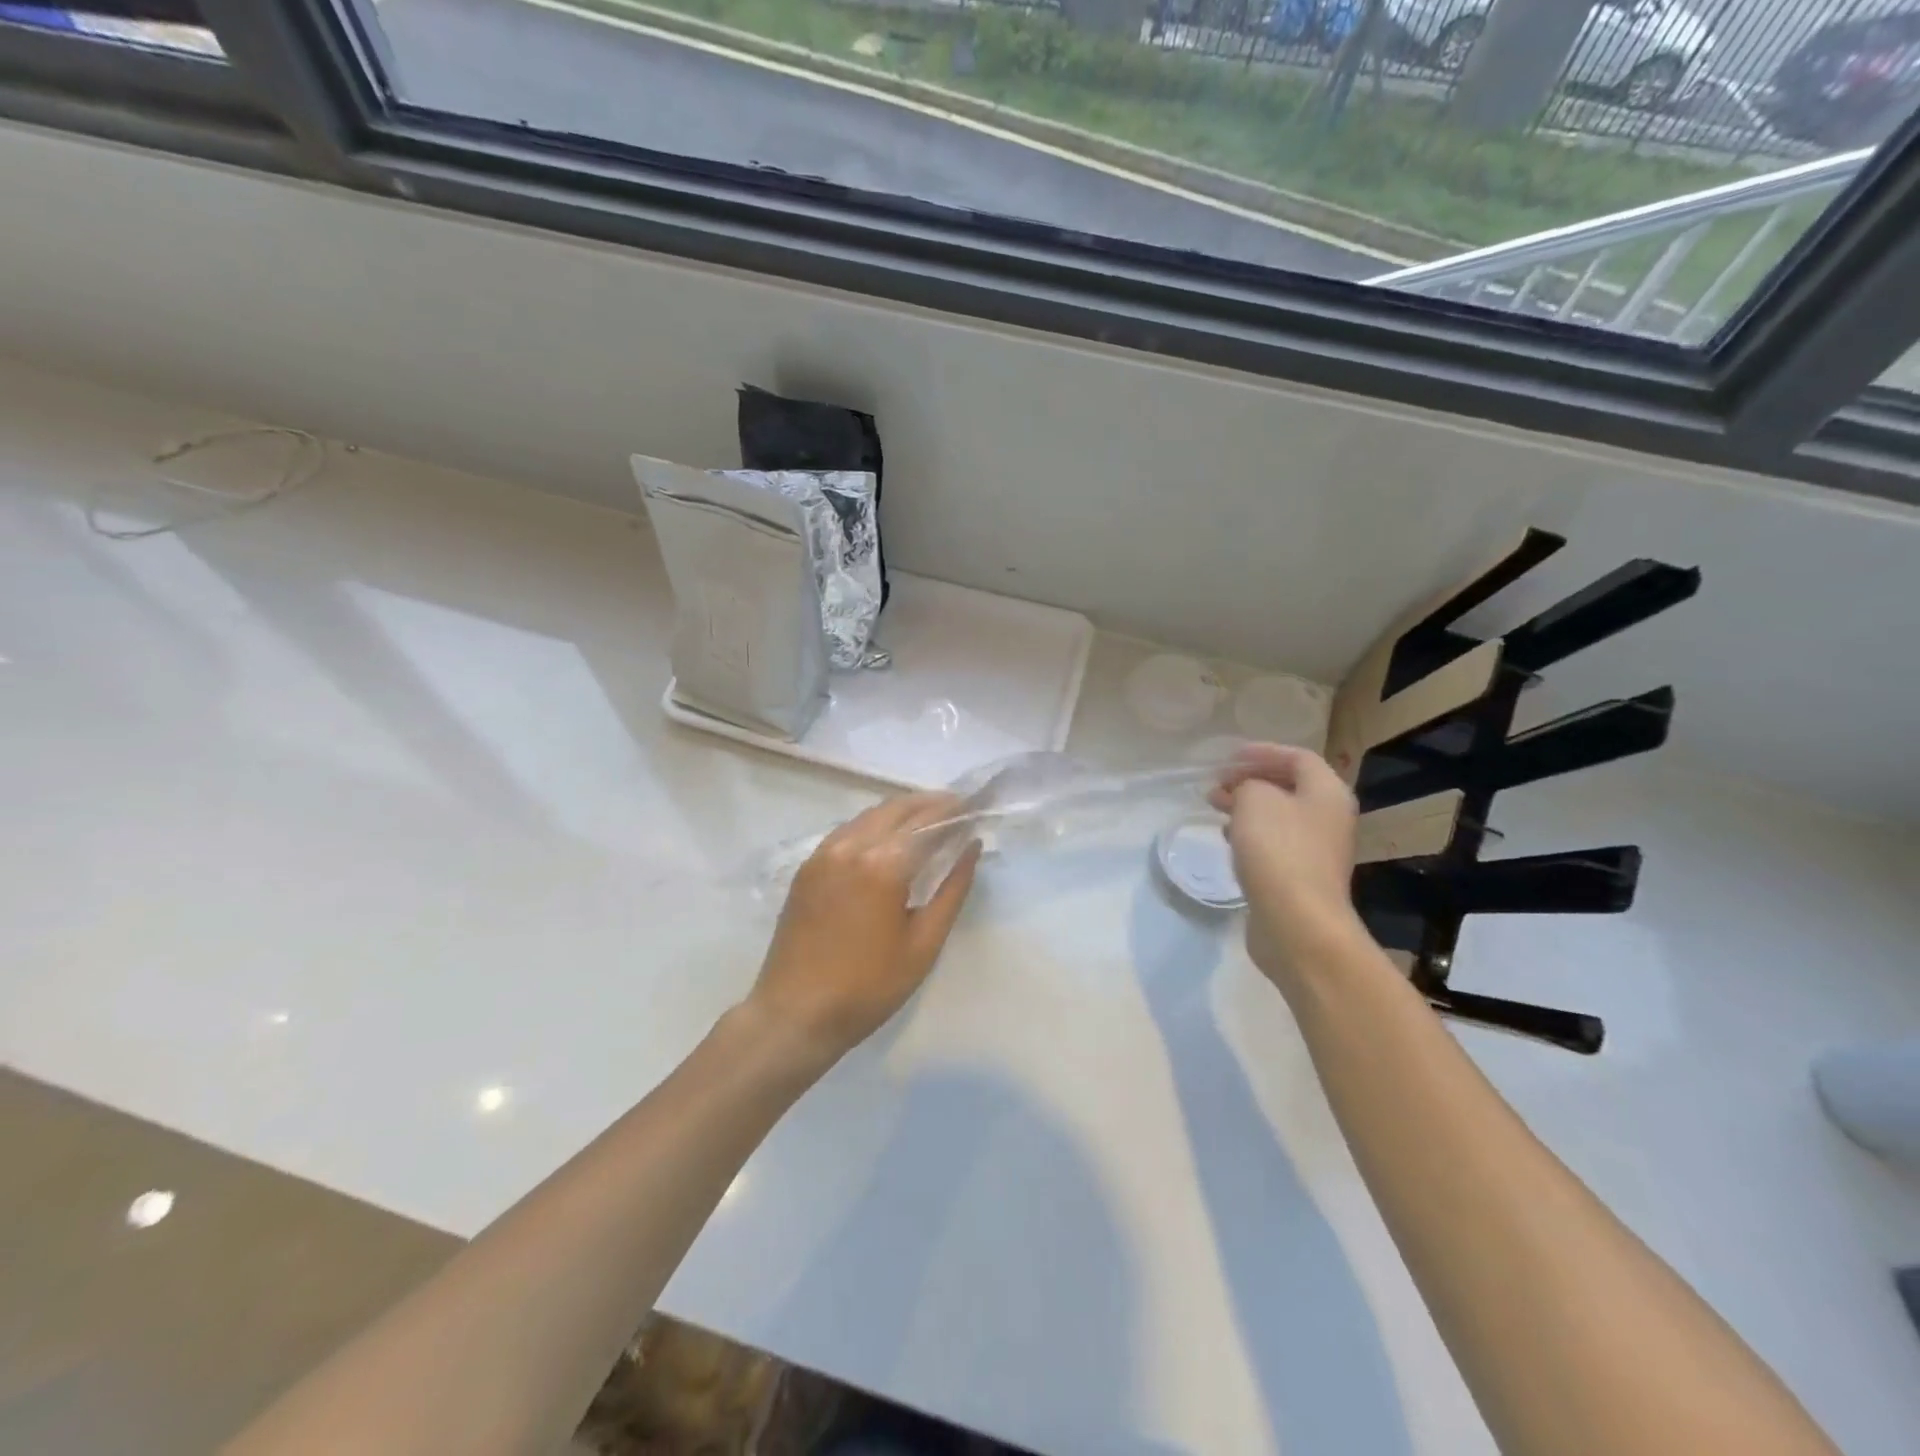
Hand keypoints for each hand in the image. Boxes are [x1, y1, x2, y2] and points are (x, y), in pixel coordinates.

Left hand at [744, 794, 981, 1065]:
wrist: (794, 1013)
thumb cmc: (868, 987)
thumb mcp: (923, 944)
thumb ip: (952, 890)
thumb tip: (971, 848)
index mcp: (883, 864)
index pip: (929, 822)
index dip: (956, 811)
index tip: (977, 805)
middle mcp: (851, 845)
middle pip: (899, 809)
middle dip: (931, 804)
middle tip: (959, 808)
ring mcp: (824, 852)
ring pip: (871, 815)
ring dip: (903, 811)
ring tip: (931, 819)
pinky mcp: (808, 866)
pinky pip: (849, 830)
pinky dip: (876, 825)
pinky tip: (890, 838)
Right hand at [1209, 744, 1365, 991]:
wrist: (1297, 923)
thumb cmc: (1278, 851)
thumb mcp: (1254, 800)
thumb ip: (1247, 784)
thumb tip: (1246, 793)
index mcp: (1327, 792)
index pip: (1297, 757)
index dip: (1262, 752)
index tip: (1228, 757)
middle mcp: (1329, 818)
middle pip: (1289, 787)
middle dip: (1250, 780)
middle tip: (1217, 784)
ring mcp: (1317, 851)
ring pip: (1279, 817)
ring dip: (1247, 808)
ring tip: (1215, 809)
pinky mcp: (1300, 878)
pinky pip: (1274, 845)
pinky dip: (1250, 836)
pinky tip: (1228, 841)